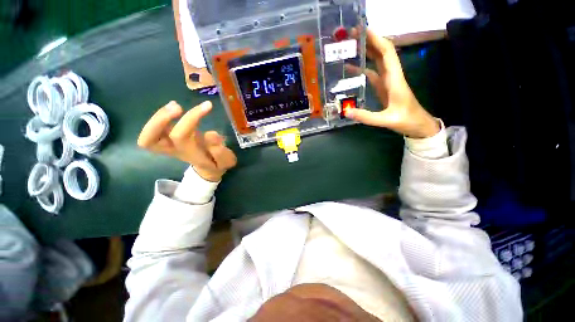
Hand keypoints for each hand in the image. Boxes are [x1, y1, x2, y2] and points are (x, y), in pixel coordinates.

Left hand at [138, 101, 236, 181]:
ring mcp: (168, 145)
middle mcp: (174, 150)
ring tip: (176, 105)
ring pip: (147, 136)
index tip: (208, 106)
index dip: (190, 118)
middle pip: (151, 139)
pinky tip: (174, 106)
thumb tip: (211, 134)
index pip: (181, 136)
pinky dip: (159, 117)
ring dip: (157, 117)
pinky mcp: (168, 139)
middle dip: (161, 119)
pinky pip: (153, 131)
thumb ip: (221, 152)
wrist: (209, 168)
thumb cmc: (218, 163)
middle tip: (178, 106)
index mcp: (189, 154)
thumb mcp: (226, 161)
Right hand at [346, 28, 439, 138]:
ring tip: (350, 47)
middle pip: (381, 52)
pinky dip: (363, 69)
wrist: (417, 124)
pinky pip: (372, 74)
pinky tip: (352, 69)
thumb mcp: (386, 120)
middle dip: (368, 41)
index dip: (376, 39)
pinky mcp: (383, 88)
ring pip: (376, 62)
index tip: (362, 30)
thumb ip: (366, 117)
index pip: (386, 53)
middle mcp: (391, 76)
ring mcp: (387, 81)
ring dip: (365, 52)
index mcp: (394, 79)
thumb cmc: (406, 120)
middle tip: (351, 36)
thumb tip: (346, 112)